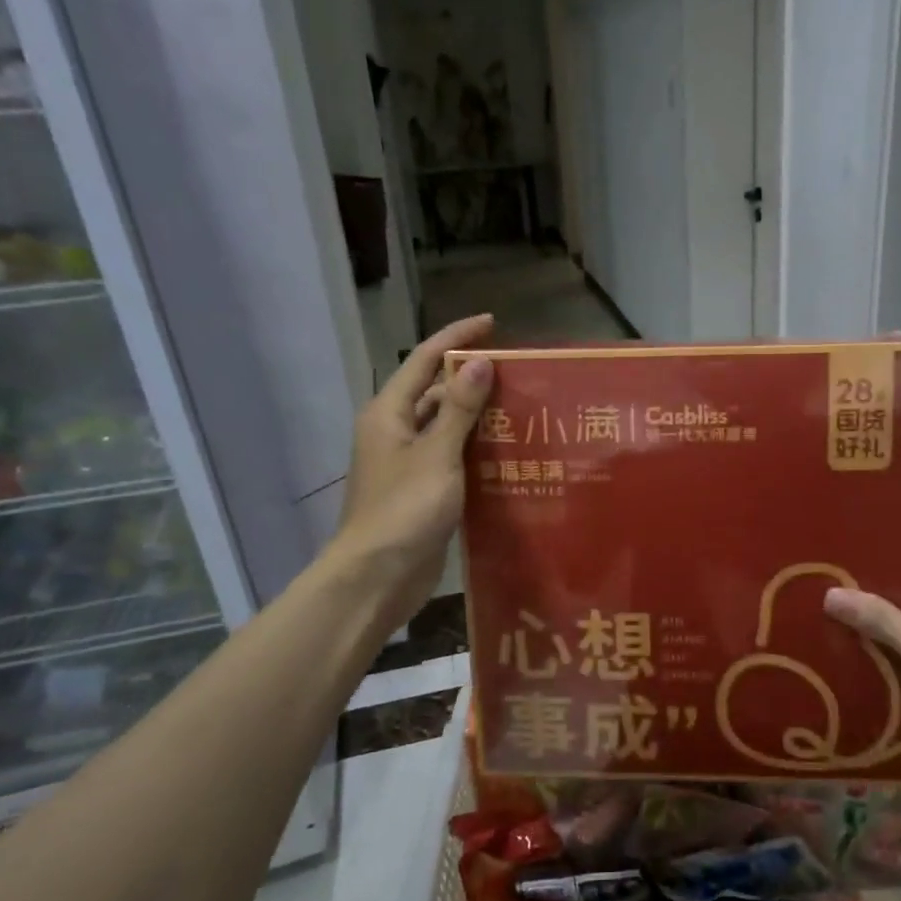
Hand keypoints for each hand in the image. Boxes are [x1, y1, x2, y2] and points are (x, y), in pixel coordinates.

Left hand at [333, 314, 495, 626]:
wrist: (377, 577)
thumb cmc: (404, 510)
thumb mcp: (437, 454)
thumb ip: (459, 408)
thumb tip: (481, 362)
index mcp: (389, 413)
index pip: (424, 359)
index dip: (457, 337)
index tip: (493, 323)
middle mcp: (395, 431)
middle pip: (436, 391)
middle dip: (473, 378)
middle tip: (519, 373)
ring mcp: (408, 462)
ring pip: (447, 426)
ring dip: (479, 415)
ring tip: (523, 407)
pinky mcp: (423, 490)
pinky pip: (453, 456)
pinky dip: (477, 449)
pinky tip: (509, 451)